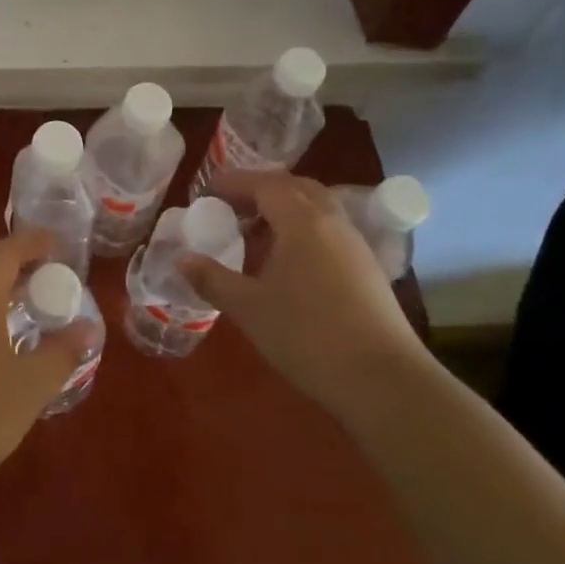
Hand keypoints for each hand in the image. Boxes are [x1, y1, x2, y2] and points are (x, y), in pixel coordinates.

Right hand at [180, 171, 421, 411]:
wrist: (383, 380)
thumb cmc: (308, 336)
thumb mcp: (249, 308)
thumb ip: (212, 279)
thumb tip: (181, 259)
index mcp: (301, 220)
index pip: (262, 183)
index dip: (231, 183)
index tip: (205, 194)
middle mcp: (331, 220)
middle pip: (293, 186)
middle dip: (259, 190)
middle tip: (230, 208)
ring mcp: (354, 242)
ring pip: (316, 206)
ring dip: (284, 208)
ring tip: (256, 234)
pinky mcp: (367, 266)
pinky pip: (329, 228)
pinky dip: (303, 228)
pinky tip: (289, 261)